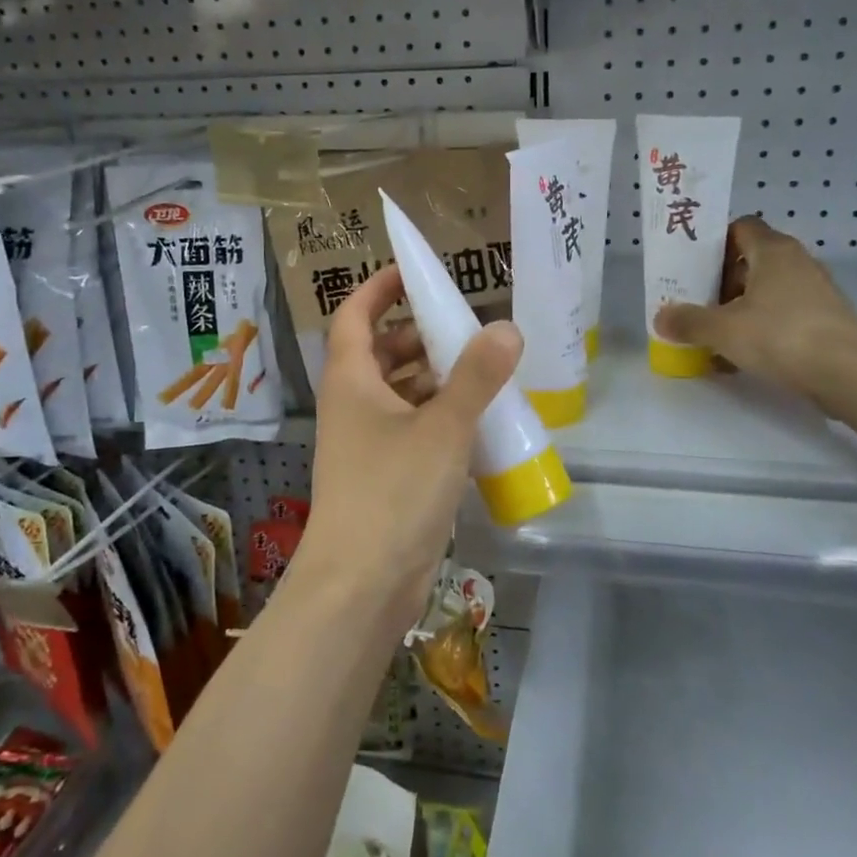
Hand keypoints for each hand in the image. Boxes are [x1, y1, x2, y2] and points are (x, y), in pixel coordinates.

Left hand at [302, 264, 522, 631]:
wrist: (360, 585)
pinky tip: (476, 421)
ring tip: (482, 369)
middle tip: (466, 326)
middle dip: (419, 335)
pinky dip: (438, 417)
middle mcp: (352, 405)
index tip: (412, 271)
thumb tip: (506, 328)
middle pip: (380, 353)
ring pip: (398, 393)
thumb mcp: (442, 428)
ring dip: (434, 378)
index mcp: (350, 380)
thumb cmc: (392, 492)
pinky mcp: (383, 476)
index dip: (377, 288)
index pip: (354, 315)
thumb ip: (476, 377)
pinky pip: (411, 429)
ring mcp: (365, 443)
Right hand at [654, 216, 856, 415]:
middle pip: (751, 262)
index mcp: (772, 250)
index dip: (714, 244)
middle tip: (697, 305)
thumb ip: (689, 321)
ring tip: (715, 336)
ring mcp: (816, 291)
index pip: (740, 227)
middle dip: (722, 283)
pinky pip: (783, 316)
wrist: (849, 372)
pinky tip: (742, 358)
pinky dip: (762, 330)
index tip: (692, 267)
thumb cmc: (780, 335)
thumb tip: (660, 317)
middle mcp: (797, 262)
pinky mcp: (826, 320)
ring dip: (741, 309)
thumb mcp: (723, 329)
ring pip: (767, 292)